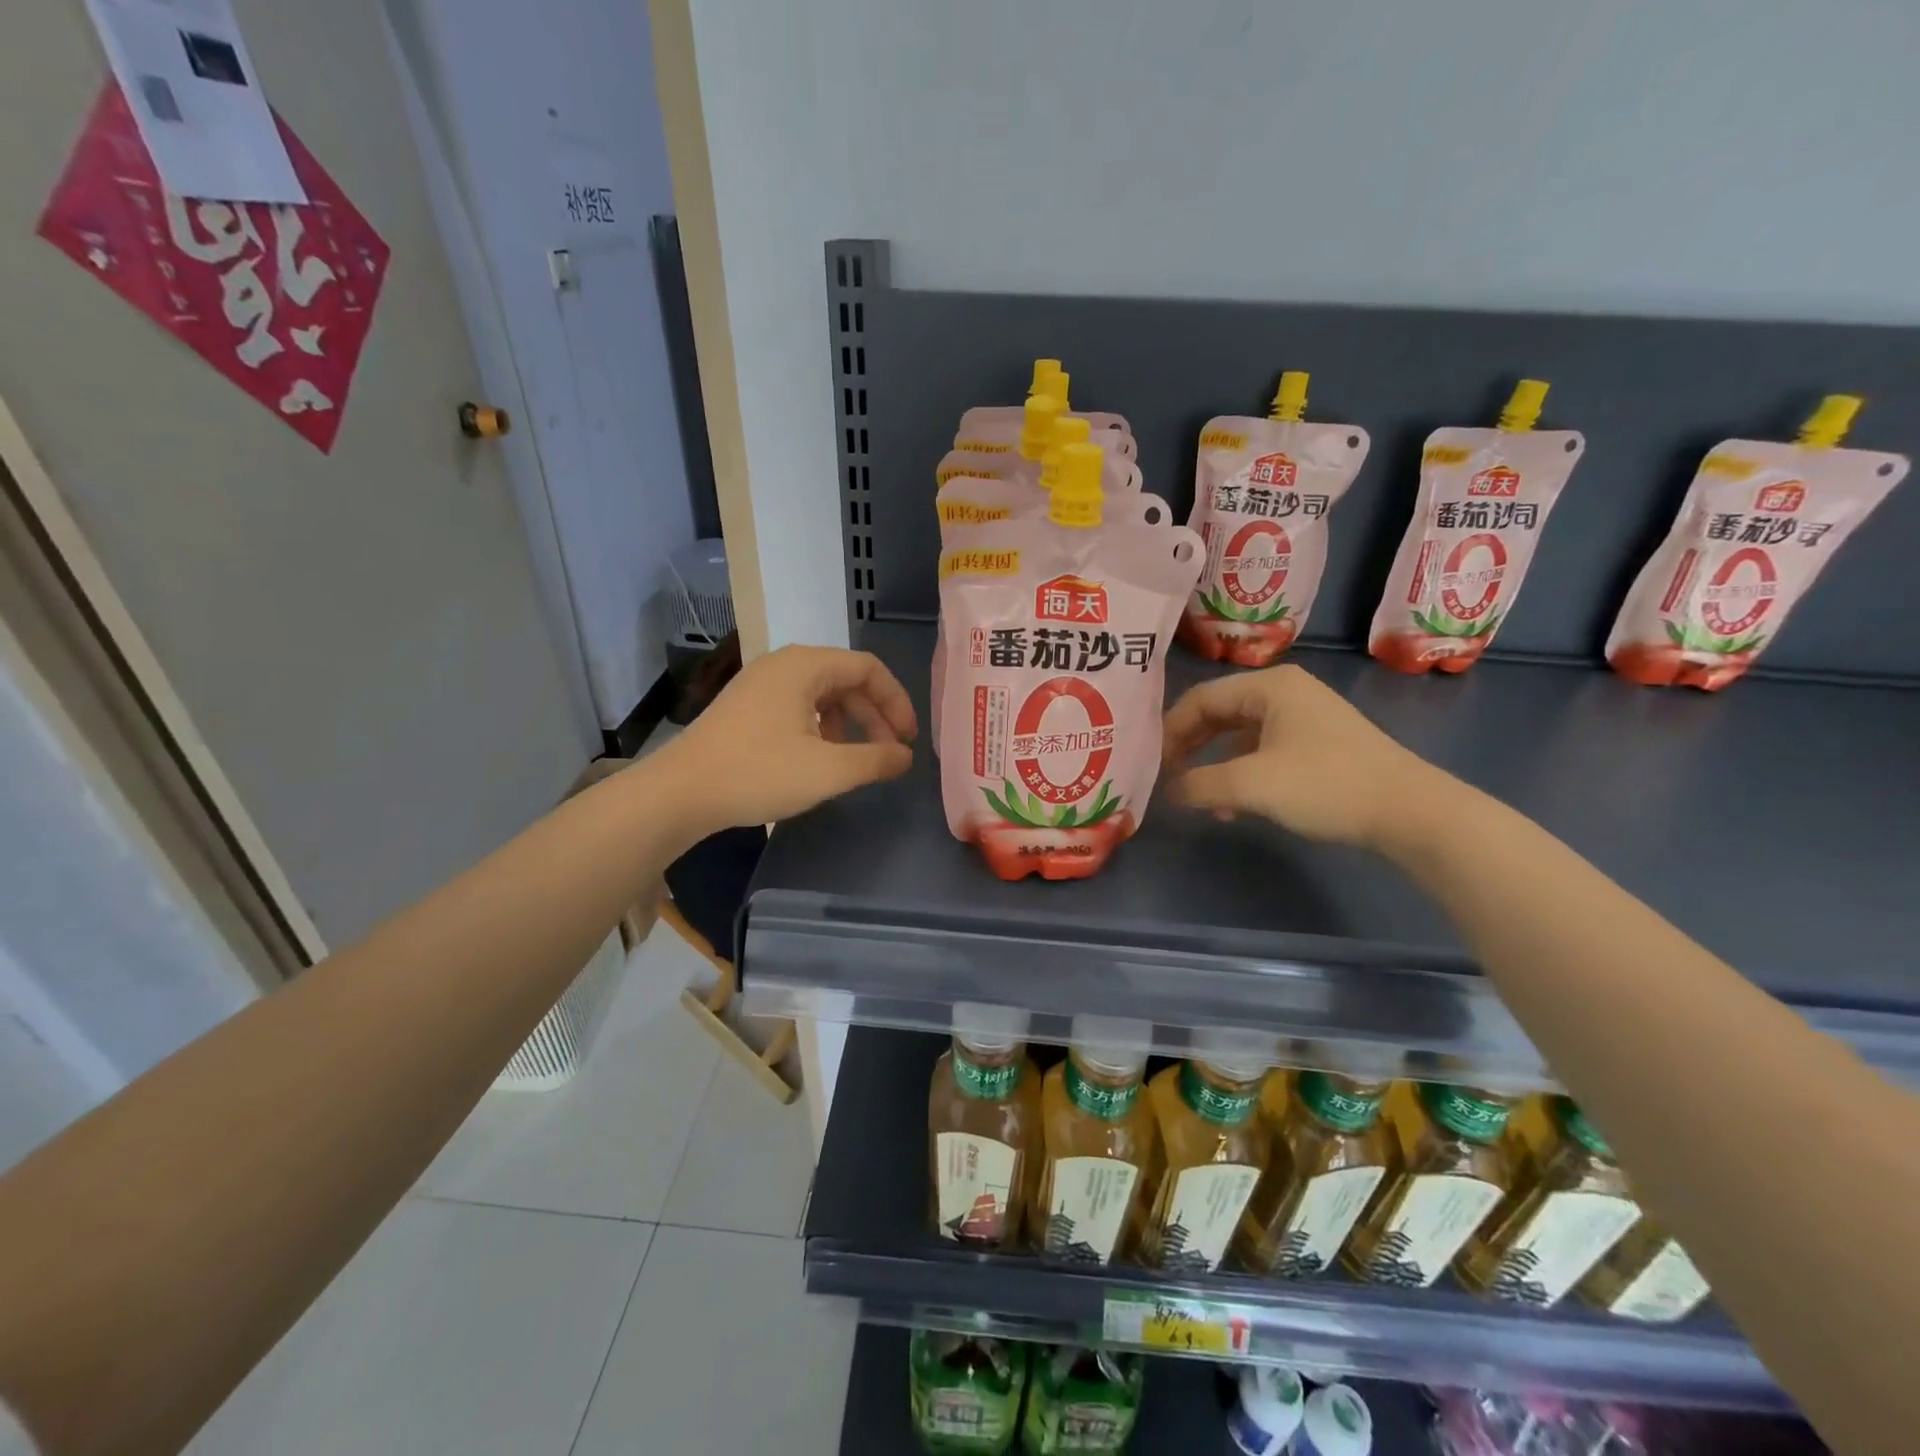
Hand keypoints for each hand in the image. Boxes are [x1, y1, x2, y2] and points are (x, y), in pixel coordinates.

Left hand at [655, 645, 916, 837]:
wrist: (679, 793)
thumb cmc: (758, 773)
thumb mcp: (828, 770)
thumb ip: (876, 760)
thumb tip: (905, 756)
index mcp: (805, 665)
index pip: (868, 669)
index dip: (896, 702)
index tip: (908, 740)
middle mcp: (783, 664)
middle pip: (846, 680)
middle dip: (874, 716)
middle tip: (889, 753)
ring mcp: (760, 684)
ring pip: (822, 695)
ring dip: (848, 725)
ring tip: (855, 760)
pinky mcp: (746, 707)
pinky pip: (798, 707)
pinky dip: (821, 729)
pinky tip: (819, 760)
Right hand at [1161, 665, 1442, 849]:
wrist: (1410, 812)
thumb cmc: (1326, 785)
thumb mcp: (1252, 785)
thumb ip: (1200, 784)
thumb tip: (1168, 791)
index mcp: (1269, 686)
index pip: (1200, 699)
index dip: (1170, 731)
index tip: (1152, 765)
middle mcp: (1284, 692)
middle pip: (1218, 713)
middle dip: (1190, 747)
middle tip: (1167, 778)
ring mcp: (1303, 718)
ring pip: (1239, 736)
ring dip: (1214, 766)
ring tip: (1199, 798)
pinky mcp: (1317, 744)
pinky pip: (1262, 751)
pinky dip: (1241, 774)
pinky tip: (1234, 806)